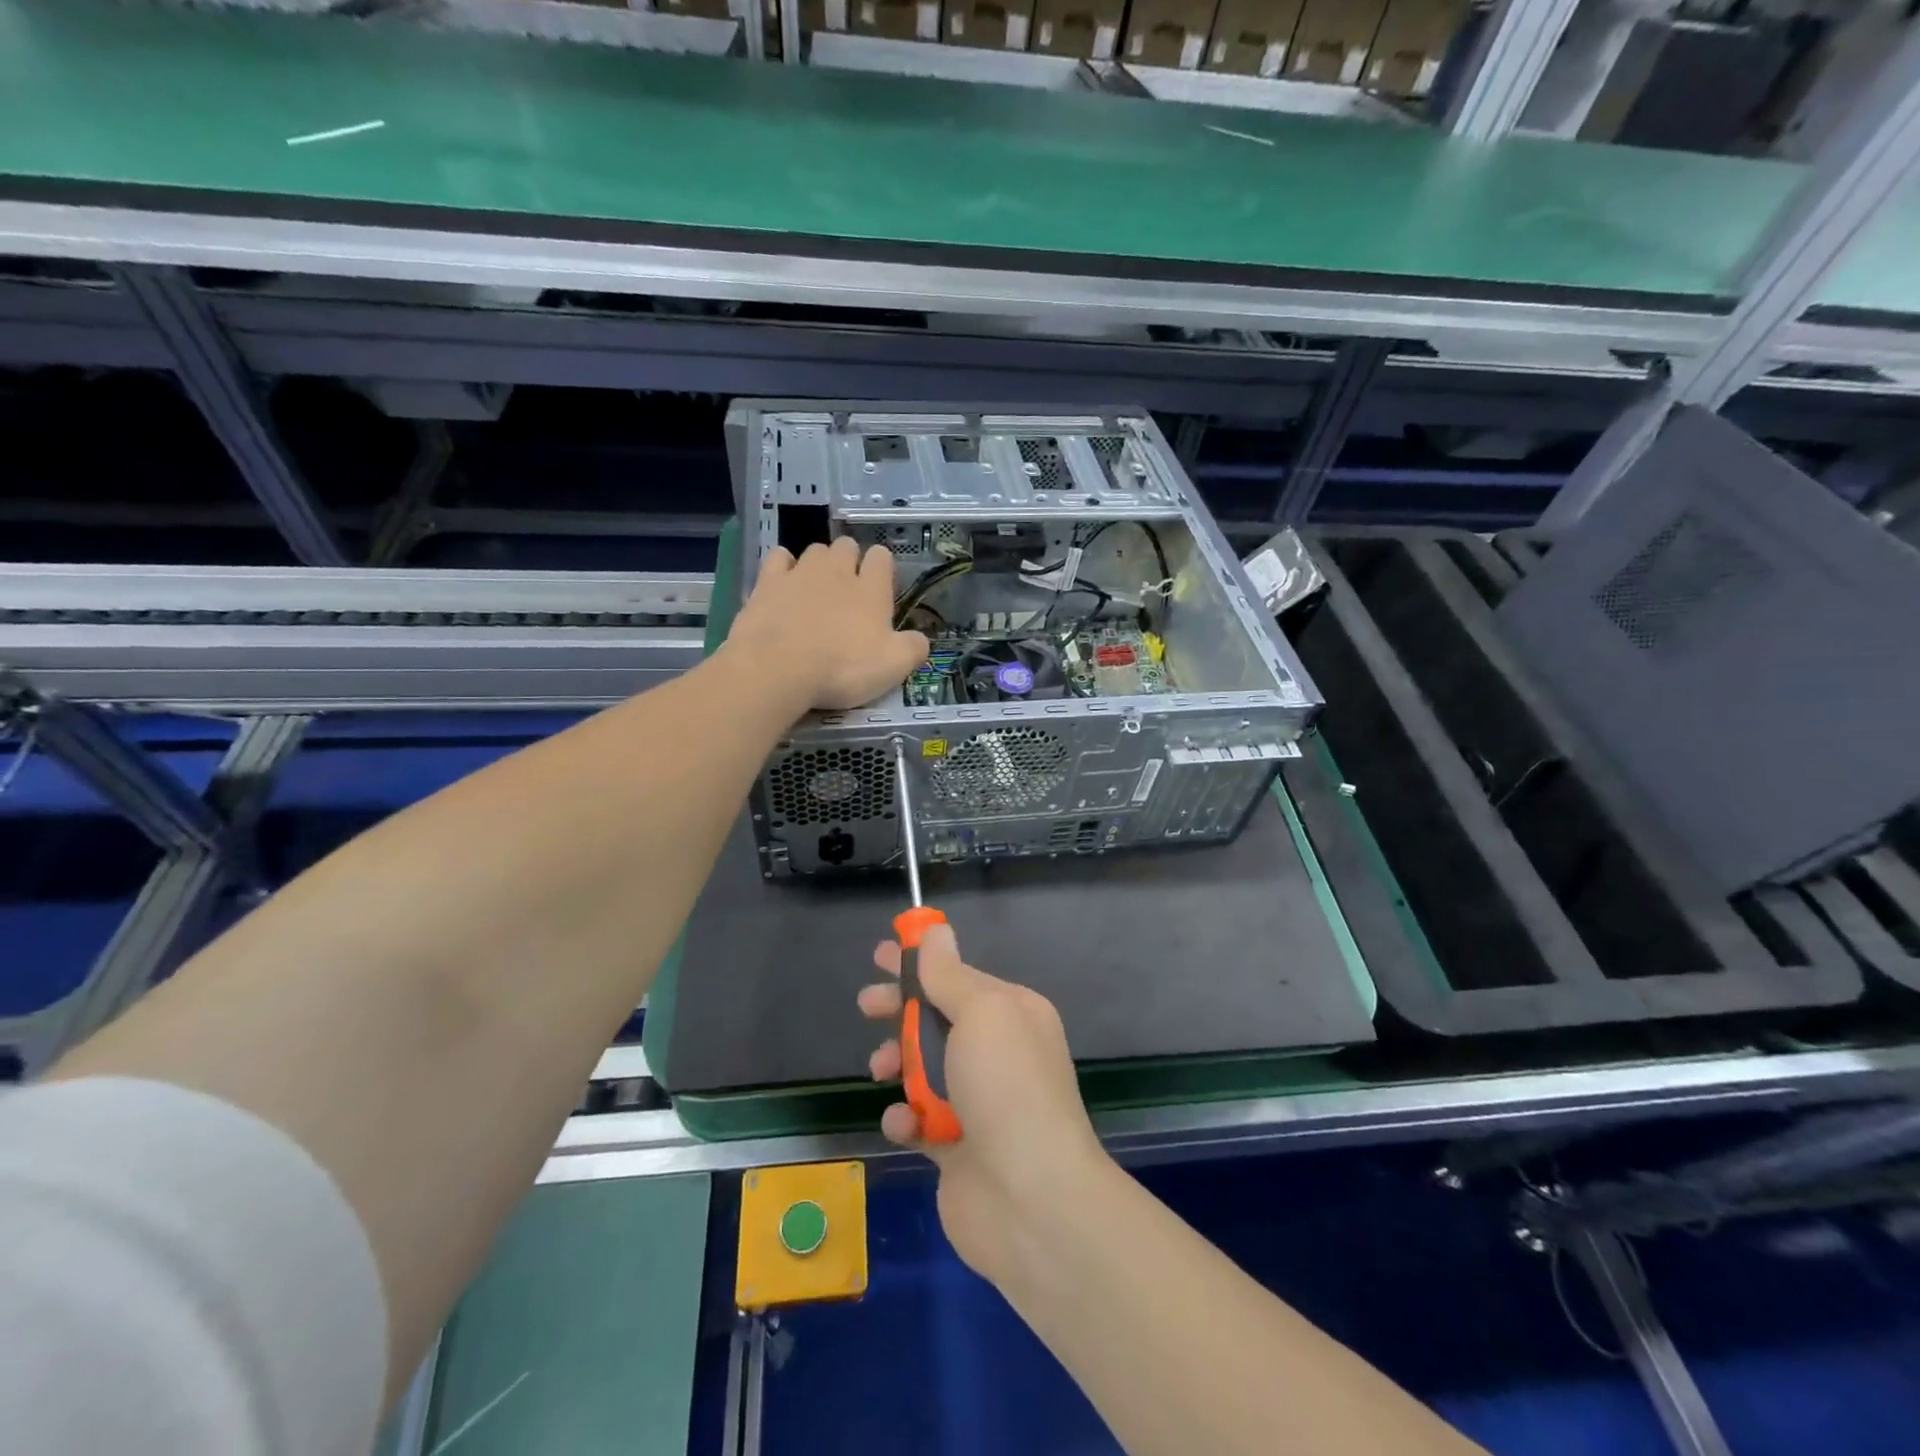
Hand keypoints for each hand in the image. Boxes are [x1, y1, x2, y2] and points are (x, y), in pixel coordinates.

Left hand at [726, 537, 929, 711]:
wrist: (779, 668)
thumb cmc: (842, 668)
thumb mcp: (893, 667)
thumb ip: (914, 648)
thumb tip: (920, 640)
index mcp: (871, 589)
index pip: (882, 557)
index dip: (882, 568)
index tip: (880, 590)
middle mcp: (837, 570)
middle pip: (847, 546)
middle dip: (849, 560)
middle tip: (847, 592)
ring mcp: (800, 573)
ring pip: (815, 550)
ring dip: (818, 563)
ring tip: (816, 590)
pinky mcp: (768, 582)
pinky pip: (779, 557)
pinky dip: (783, 566)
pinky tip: (784, 583)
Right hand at [859, 924, 1110, 1287]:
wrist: (1032, 1199)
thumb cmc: (1006, 1087)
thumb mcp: (980, 1013)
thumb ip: (950, 975)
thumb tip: (937, 932)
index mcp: (1011, 1014)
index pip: (958, 976)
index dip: (919, 963)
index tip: (881, 953)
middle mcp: (998, 1053)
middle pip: (937, 1019)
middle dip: (900, 1010)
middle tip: (867, 1005)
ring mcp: (979, 1102)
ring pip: (924, 1067)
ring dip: (898, 1063)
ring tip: (880, 1068)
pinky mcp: (958, 1148)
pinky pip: (920, 1120)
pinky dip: (906, 1117)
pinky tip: (905, 1123)